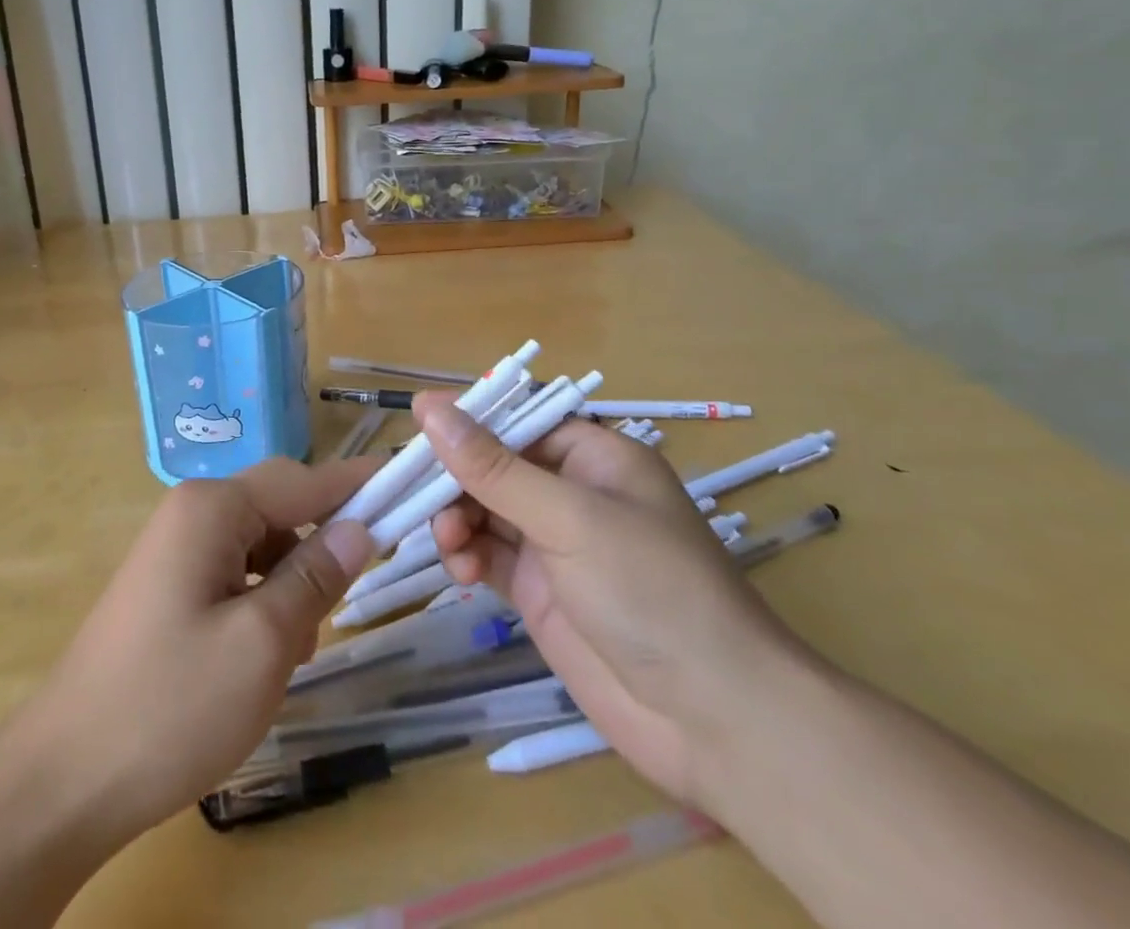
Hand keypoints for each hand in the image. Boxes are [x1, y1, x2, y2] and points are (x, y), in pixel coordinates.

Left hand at [17, 456, 378, 843]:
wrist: (63, 780)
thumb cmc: (171, 705)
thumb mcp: (264, 642)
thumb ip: (317, 576)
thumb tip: (361, 527)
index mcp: (213, 509)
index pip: (304, 480)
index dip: (357, 483)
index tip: (408, 483)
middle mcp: (192, 513)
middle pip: (281, 508)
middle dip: (320, 548)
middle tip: (349, 598)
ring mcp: (176, 550)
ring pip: (262, 546)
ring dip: (292, 584)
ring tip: (295, 649)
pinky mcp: (169, 586)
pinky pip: (236, 573)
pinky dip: (263, 602)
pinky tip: (262, 655)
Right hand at [418, 393, 808, 808]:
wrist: (714, 721)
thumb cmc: (650, 590)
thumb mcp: (568, 518)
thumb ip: (493, 467)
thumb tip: (429, 407)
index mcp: (594, 456)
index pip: (518, 419)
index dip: (469, 421)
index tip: (417, 428)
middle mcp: (572, 492)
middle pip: (494, 465)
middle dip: (455, 478)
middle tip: (415, 497)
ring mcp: (554, 544)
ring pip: (483, 510)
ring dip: (455, 519)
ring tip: (447, 542)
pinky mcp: (539, 591)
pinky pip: (487, 555)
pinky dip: (466, 556)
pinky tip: (459, 572)